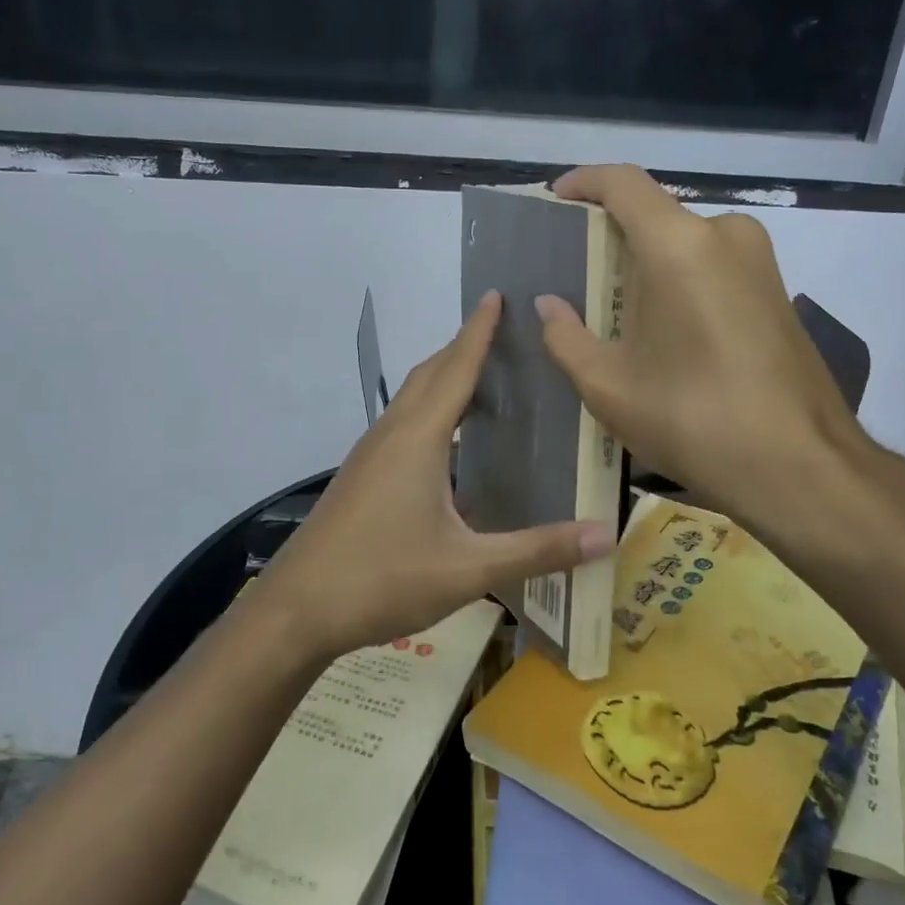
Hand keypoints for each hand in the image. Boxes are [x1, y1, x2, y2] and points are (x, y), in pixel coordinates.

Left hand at [256, 292, 614, 660]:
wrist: (297, 610)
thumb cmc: (382, 578)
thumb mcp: (468, 569)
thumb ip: (538, 550)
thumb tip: (608, 535)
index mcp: (417, 439)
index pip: (455, 369)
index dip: (478, 331)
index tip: (496, 295)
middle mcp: (390, 436)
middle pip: (429, 376)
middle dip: (462, 348)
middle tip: (501, 333)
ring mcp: (369, 457)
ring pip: (411, 401)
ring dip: (443, 380)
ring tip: (483, 380)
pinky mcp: (361, 479)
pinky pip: (401, 427)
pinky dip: (430, 415)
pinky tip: (449, 446)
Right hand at [535, 165, 876, 534]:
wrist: (799, 465)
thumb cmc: (692, 418)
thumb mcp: (608, 385)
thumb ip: (566, 336)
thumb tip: (548, 305)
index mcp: (679, 245)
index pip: (623, 183)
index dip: (584, 183)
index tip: (557, 200)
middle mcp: (725, 236)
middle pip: (655, 216)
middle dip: (612, 239)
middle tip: (576, 279)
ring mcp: (760, 263)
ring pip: (685, 245)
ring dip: (646, 267)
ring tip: (614, 314)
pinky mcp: (777, 292)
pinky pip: (713, 268)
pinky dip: (679, 283)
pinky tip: (662, 332)